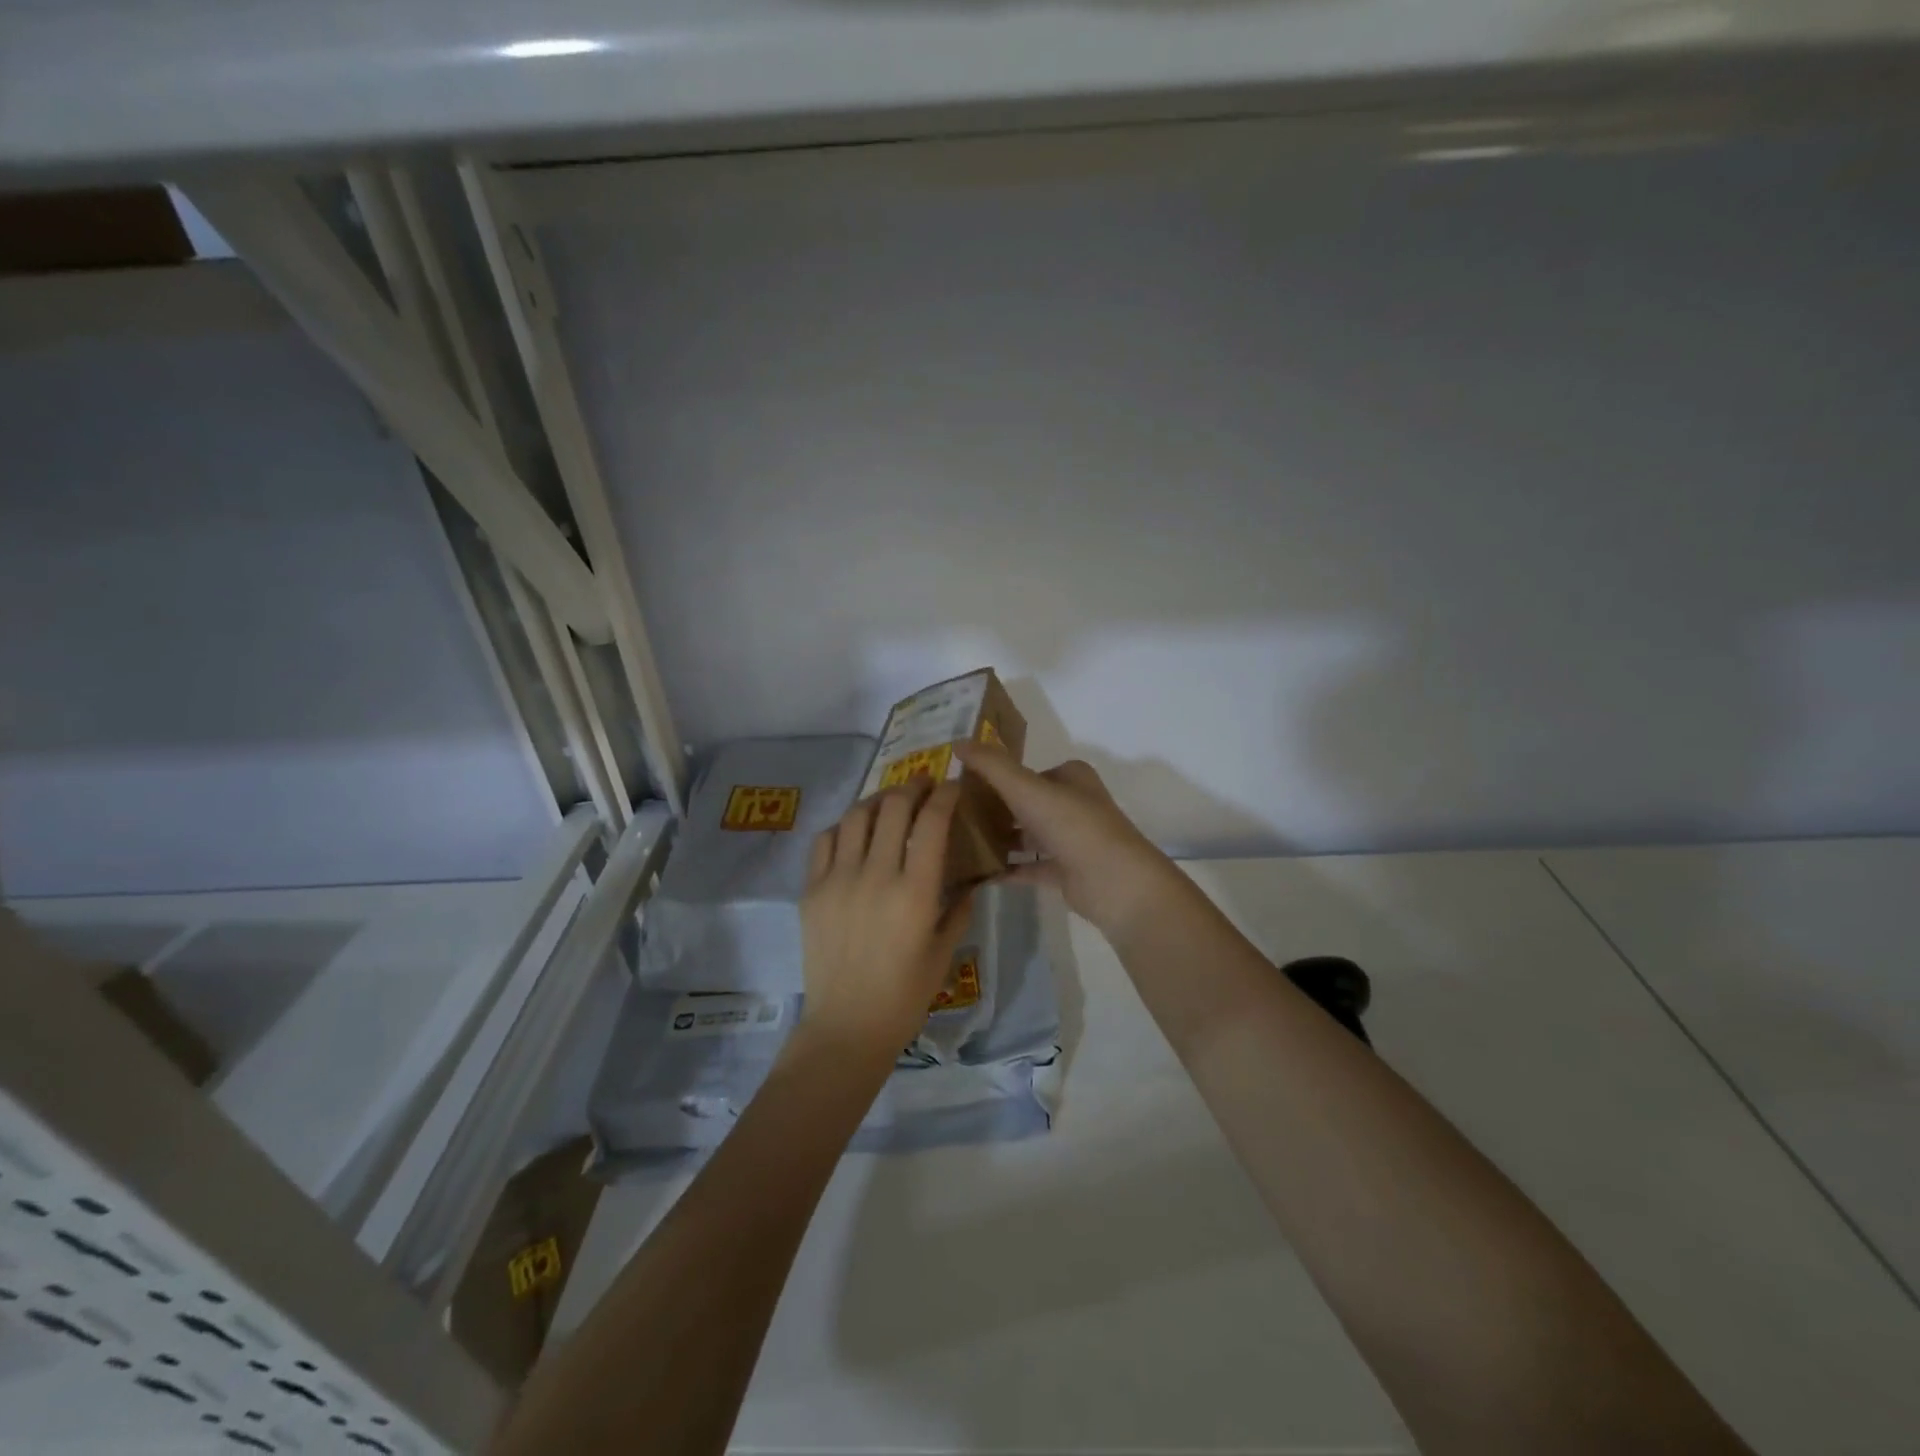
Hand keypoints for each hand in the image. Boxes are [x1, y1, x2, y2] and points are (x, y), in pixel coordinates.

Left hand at [796, 782, 972, 1056]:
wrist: (846, 1026)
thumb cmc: (905, 996)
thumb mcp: (944, 952)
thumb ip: (959, 909)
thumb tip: (970, 880)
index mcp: (915, 892)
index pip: (931, 823)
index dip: (945, 795)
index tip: (953, 786)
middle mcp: (876, 876)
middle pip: (893, 807)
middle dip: (913, 786)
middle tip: (924, 784)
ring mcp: (838, 880)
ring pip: (856, 816)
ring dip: (877, 799)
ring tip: (890, 801)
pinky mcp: (812, 890)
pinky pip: (825, 840)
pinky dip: (844, 826)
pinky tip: (855, 830)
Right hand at [954, 741, 1184, 943]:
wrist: (1114, 882)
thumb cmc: (1072, 825)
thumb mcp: (1026, 788)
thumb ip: (992, 765)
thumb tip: (958, 743)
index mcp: (1071, 777)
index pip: (1028, 771)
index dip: (997, 775)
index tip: (962, 784)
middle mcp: (1074, 804)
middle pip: (1026, 803)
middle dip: (994, 808)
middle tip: (954, 814)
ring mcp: (1072, 840)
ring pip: (1027, 835)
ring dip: (999, 838)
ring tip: (958, 842)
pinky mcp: (1067, 871)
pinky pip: (1030, 866)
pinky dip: (1007, 868)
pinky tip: (977, 871)